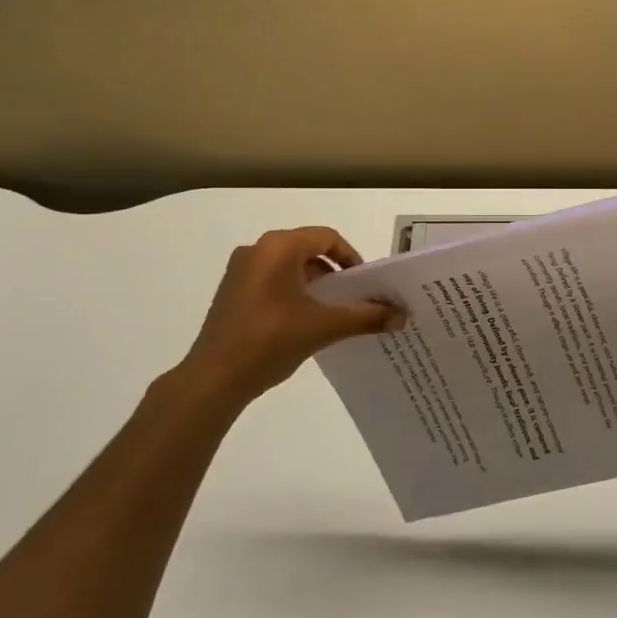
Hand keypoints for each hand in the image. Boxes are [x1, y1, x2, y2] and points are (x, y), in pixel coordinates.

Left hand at [162, 227, 404, 415]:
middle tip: (352, 297)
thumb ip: (366, 317)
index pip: (326, 238)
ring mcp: (240, 271)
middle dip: (333, 272)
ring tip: (330, 312)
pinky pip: (271, 281)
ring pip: (288, 266)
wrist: (214, 379)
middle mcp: (257, 250)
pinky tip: (301, 322)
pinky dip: (292, 293)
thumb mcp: (325, 327)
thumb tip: (402, 316)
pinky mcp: (231, 293)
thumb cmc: (271, 340)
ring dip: (313, 284)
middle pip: (307, 250)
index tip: (364, 284)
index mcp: (279, 247)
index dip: (351, 257)